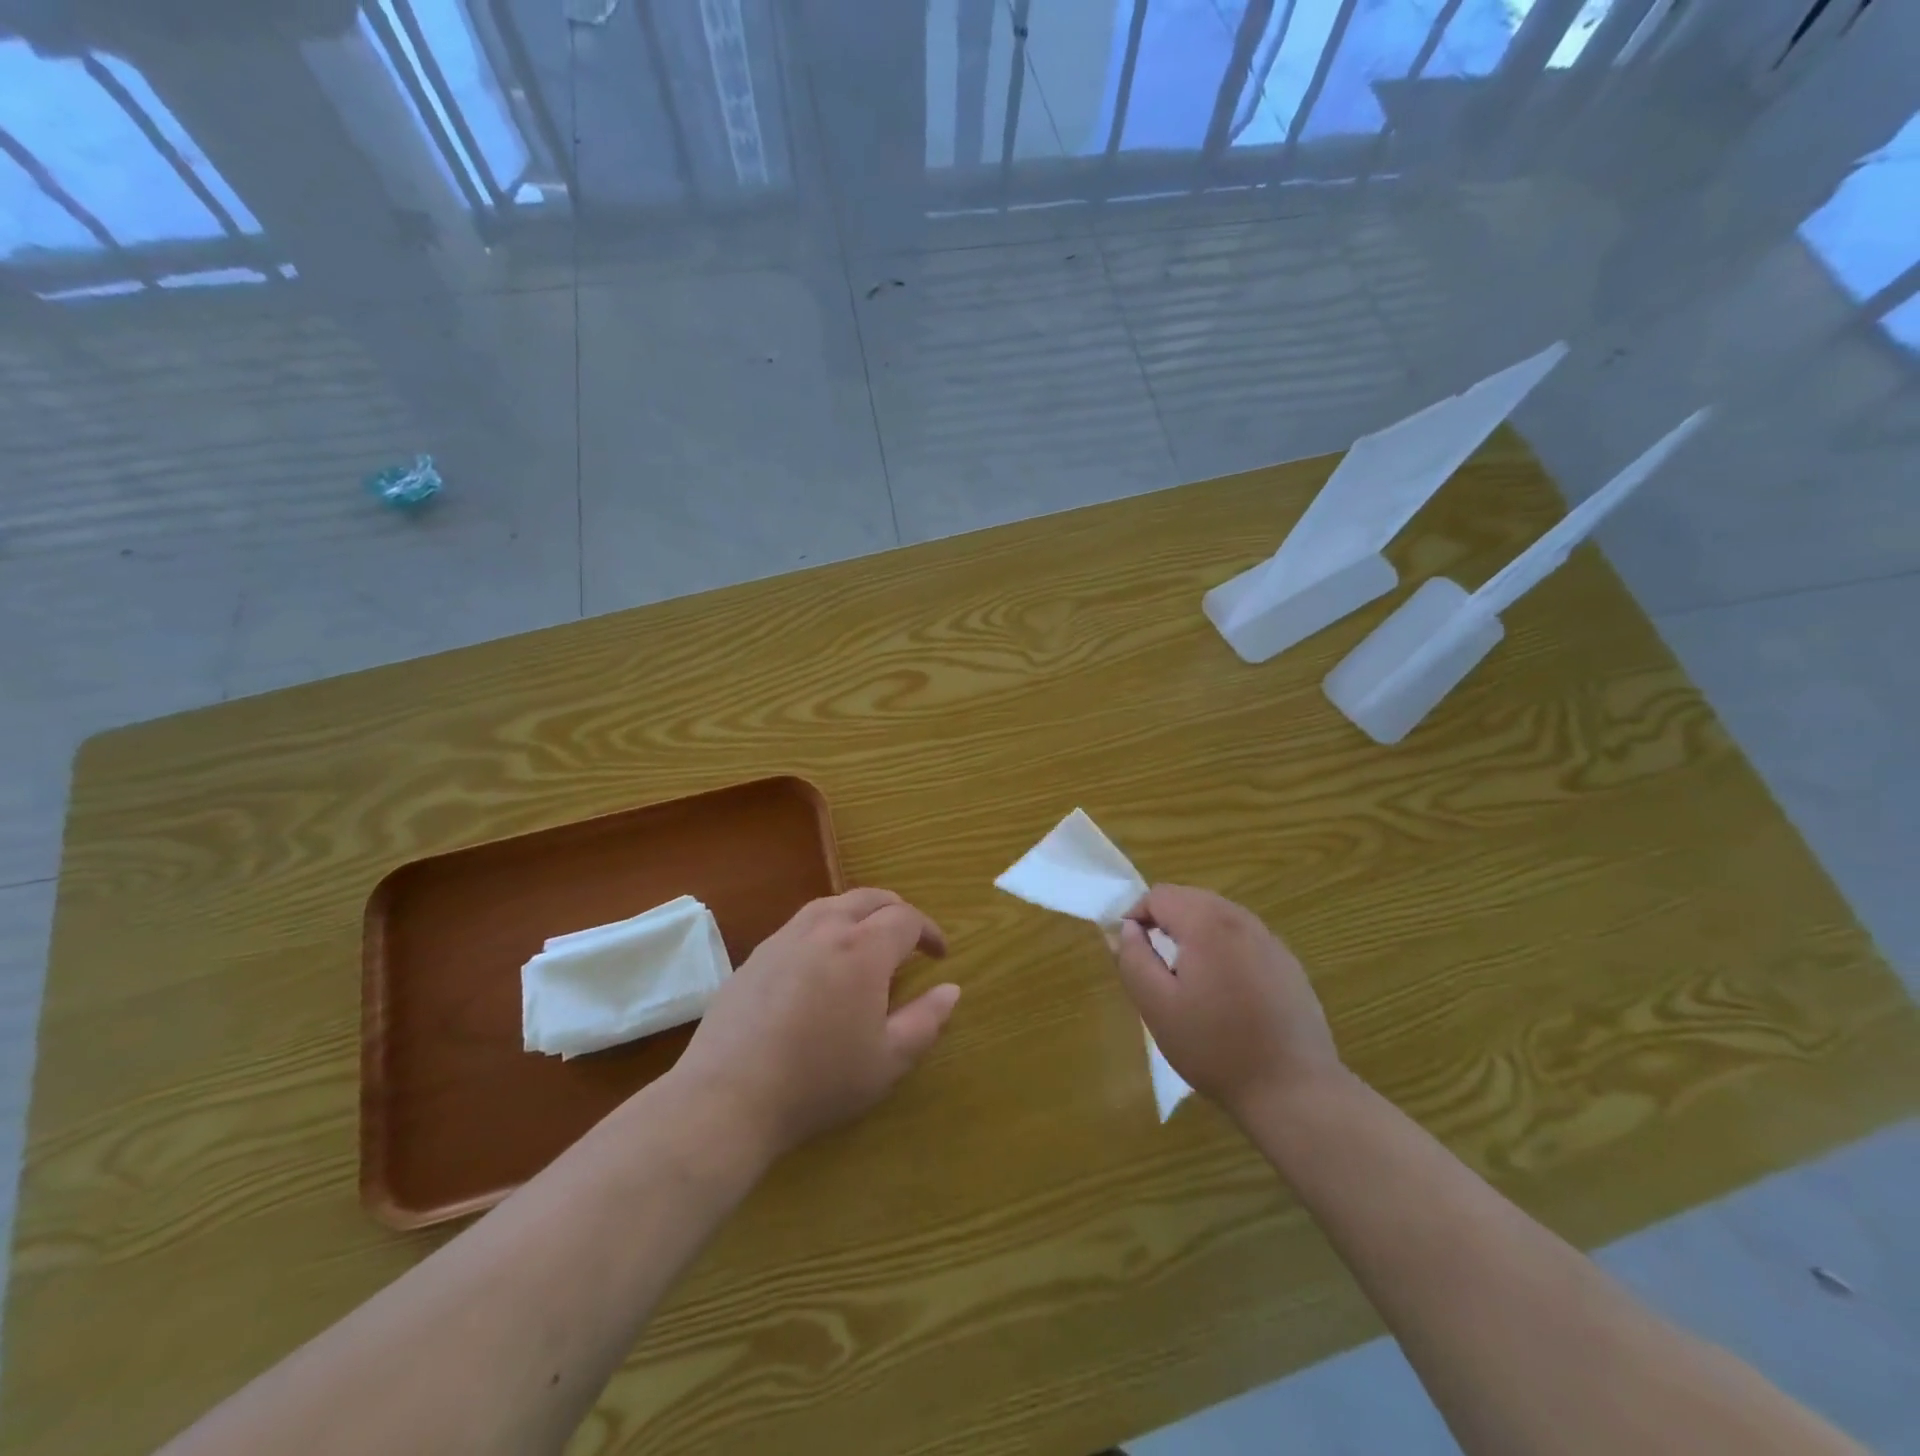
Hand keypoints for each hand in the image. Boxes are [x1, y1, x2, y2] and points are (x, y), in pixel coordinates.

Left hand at [673, 889, 958, 1158]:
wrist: (728, 1096)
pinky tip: (820, 963)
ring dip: (859, 913)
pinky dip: (825, 928)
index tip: (939, 954)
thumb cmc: (819, 1080)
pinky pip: (800, 924)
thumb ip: (926, 1021)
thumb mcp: (887, 1060)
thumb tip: (951, 989)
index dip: (929, 931)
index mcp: (863, 949)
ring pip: (831, 904)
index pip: (906, 918)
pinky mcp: (755, 955)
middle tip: (909, 939)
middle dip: (896, 911)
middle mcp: (824, 929)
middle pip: (869, 898)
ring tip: (867, 941)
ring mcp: (784, 938)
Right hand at [1111, 885, 1342, 1122]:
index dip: (1137, 916)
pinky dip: (1224, 949)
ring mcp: (1270, 940)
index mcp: (1206, 924)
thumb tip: (1127, 929)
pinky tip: (1226, 992)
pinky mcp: (1288, 963)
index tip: (1131, 951)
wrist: (1293, 1090)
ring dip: (1194, 933)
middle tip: (1156, 964)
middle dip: (1165, 921)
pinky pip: (1244, 938)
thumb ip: (1134, 959)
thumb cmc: (1214, 1048)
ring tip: (1187, 977)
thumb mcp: (1156, 1006)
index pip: (1160, 895)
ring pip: (1219, 916)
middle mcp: (1241, 920)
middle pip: (1191, 898)